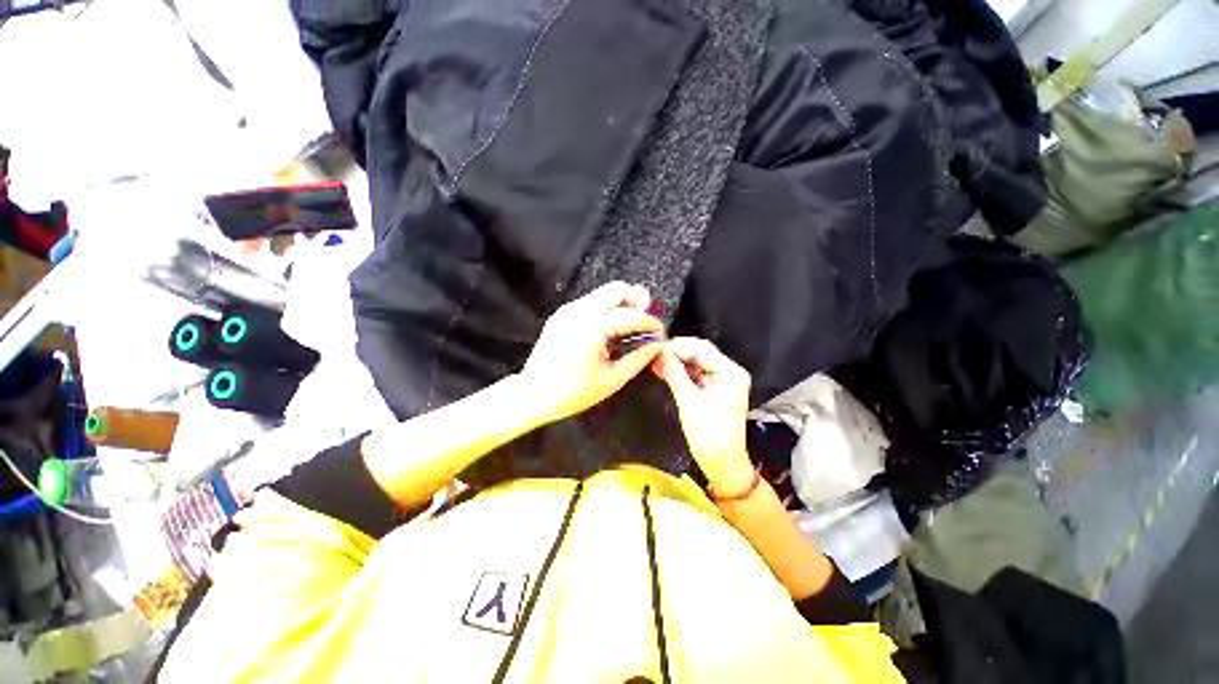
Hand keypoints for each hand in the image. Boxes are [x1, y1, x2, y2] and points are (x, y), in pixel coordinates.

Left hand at [519, 281, 662, 424]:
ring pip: (604, 294)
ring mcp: (568, 310)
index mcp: (593, 327)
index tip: (660, 332)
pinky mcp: (562, 314)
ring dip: (621, 306)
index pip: (631, 315)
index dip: (650, 322)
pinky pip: (591, 303)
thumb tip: (657, 346)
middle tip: (645, 322)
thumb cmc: (573, 393)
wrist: (533, 395)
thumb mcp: (612, 380)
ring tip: (629, 330)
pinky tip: (609, 333)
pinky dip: (606, 311)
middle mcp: (580, 311)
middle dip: (637, 302)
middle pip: (617, 289)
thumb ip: (638, 359)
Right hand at [654, 338, 754, 494]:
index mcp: (730, 372)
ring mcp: (720, 382)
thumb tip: (659, 353)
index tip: (657, 348)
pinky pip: (694, 376)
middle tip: (653, 354)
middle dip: (676, 354)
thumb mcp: (689, 400)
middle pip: (699, 354)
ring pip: (695, 364)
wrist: (720, 463)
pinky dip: (679, 373)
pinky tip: (663, 370)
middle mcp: (728, 372)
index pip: (702, 349)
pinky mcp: (712, 391)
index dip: (679, 346)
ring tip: (654, 361)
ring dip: (675, 363)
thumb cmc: (709, 433)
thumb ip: (674, 373)